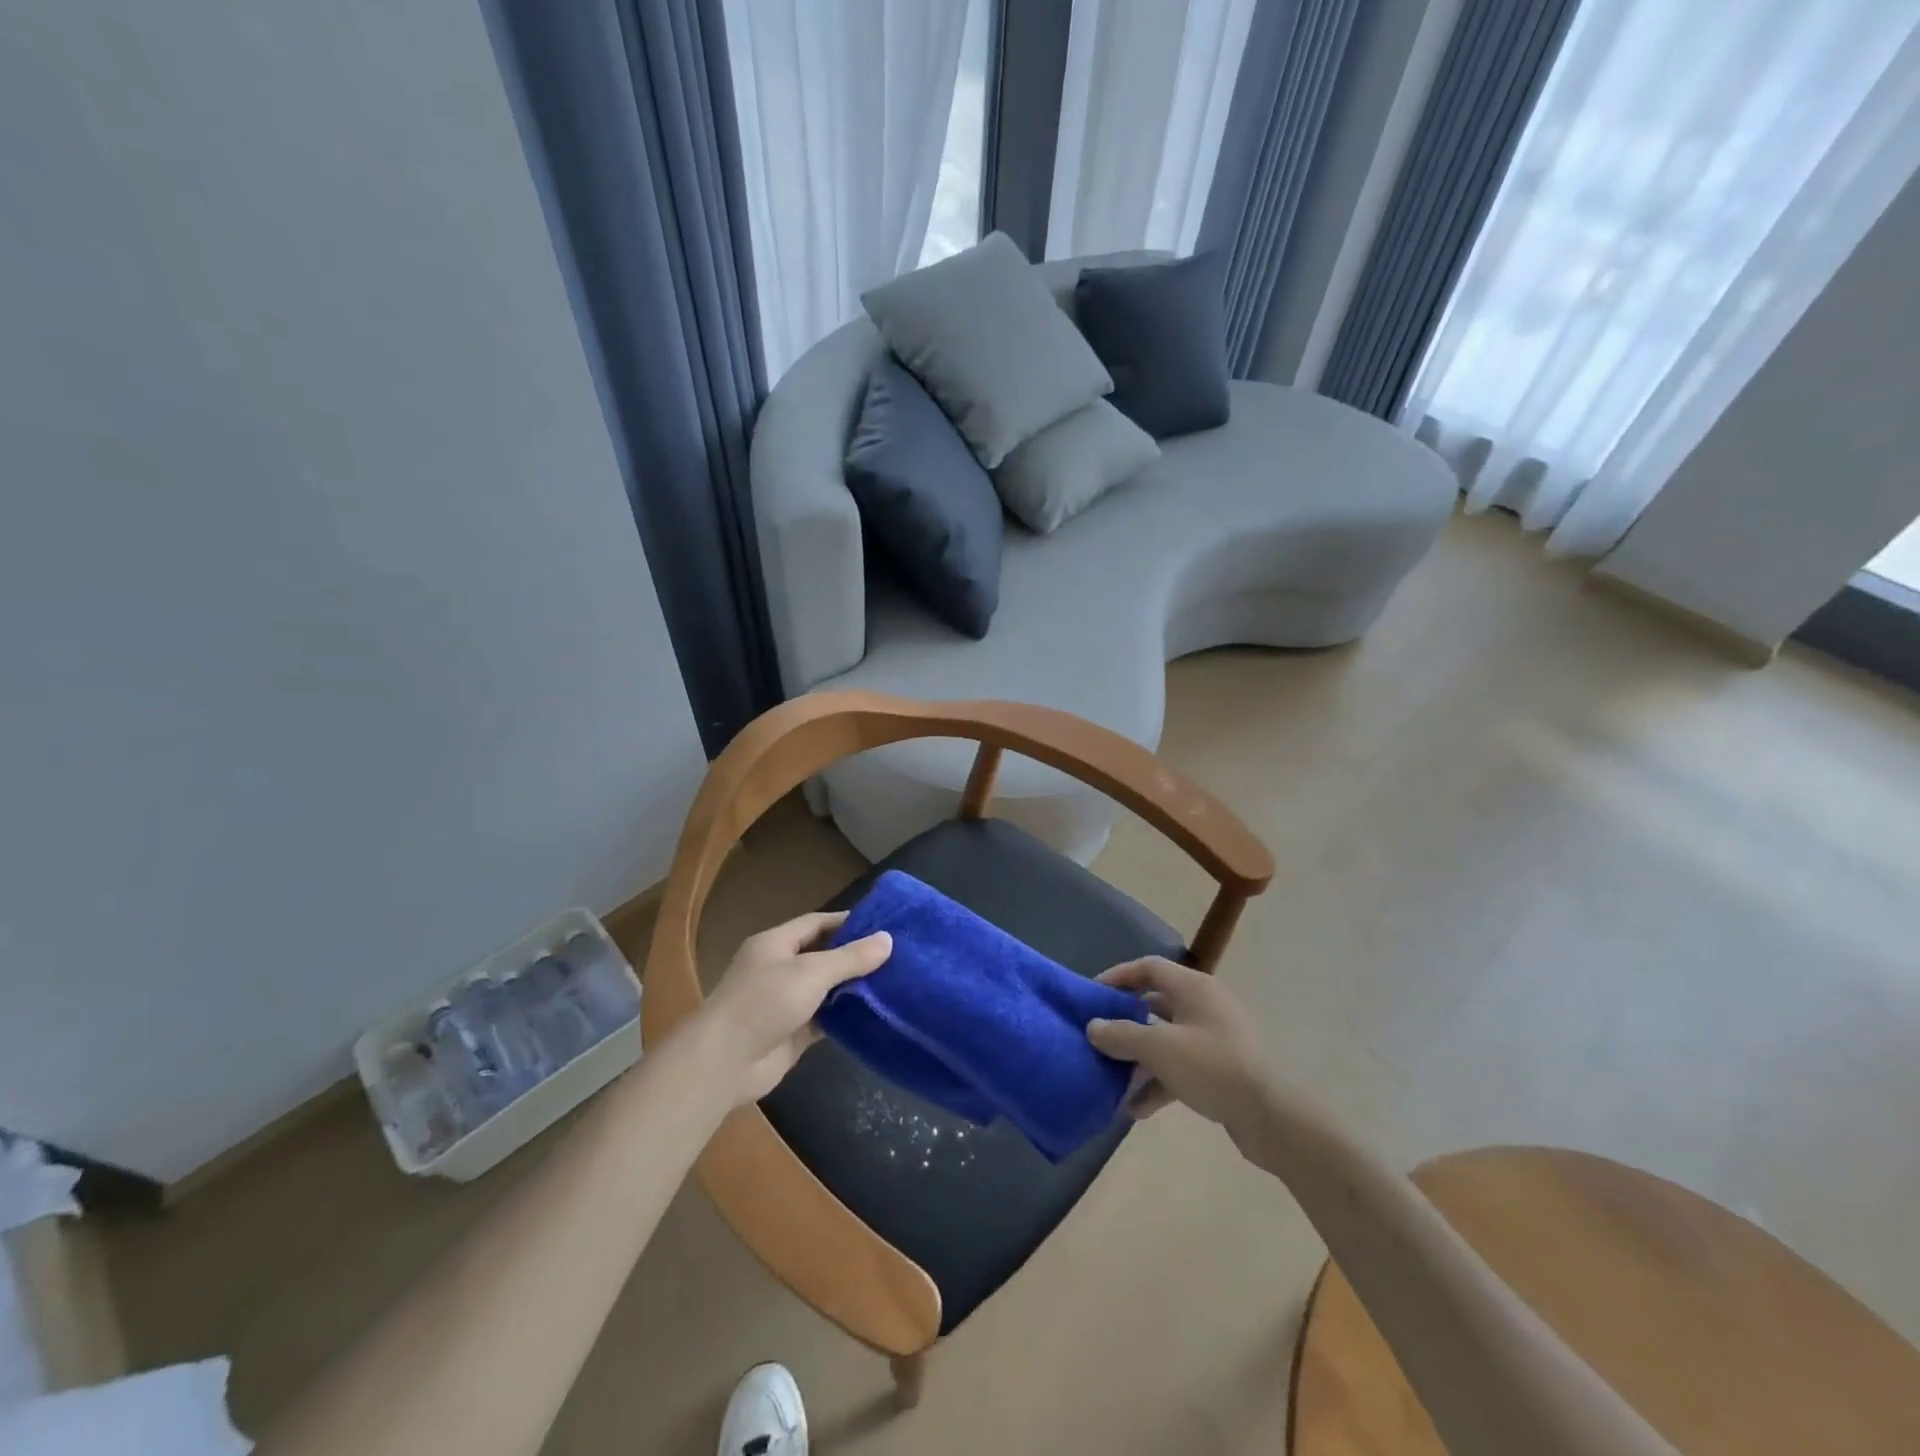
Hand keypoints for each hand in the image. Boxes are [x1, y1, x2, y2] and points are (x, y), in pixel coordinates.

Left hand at [695, 911, 891, 1106]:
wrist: (724, 1062)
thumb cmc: (764, 1002)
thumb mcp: (811, 972)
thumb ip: (850, 958)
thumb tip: (888, 940)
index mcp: (776, 944)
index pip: (816, 923)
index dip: (847, 921)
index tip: (883, 924)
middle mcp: (779, 969)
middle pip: (822, 955)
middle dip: (855, 955)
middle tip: (895, 954)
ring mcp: (785, 1002)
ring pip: (825, 988)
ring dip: (853, 987)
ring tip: (893, 982)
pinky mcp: (792, 1033)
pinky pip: (824, 1019)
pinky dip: (845, 1016)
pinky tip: (875, 1013)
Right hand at [1086, 957, 1272, 1140]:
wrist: (1276, 1118)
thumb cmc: (1214, 1067)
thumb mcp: (1160, 1048)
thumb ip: (1122, 1035)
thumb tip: (1093, 1027)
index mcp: (1193, 988)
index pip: (1149, 967)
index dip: (1118, 977)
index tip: (1091, 995)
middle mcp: (1204, 1006)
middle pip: (1155, 1005)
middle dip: (1124, 1025)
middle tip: (1097, 1040)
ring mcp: (1215, 1040)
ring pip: (1166, 1041)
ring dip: (1139, 1061)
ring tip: (1112, 1082)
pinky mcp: (1222, 1071)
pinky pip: (1181, 1069)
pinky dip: (1159, 1084)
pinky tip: (1137, 1110)